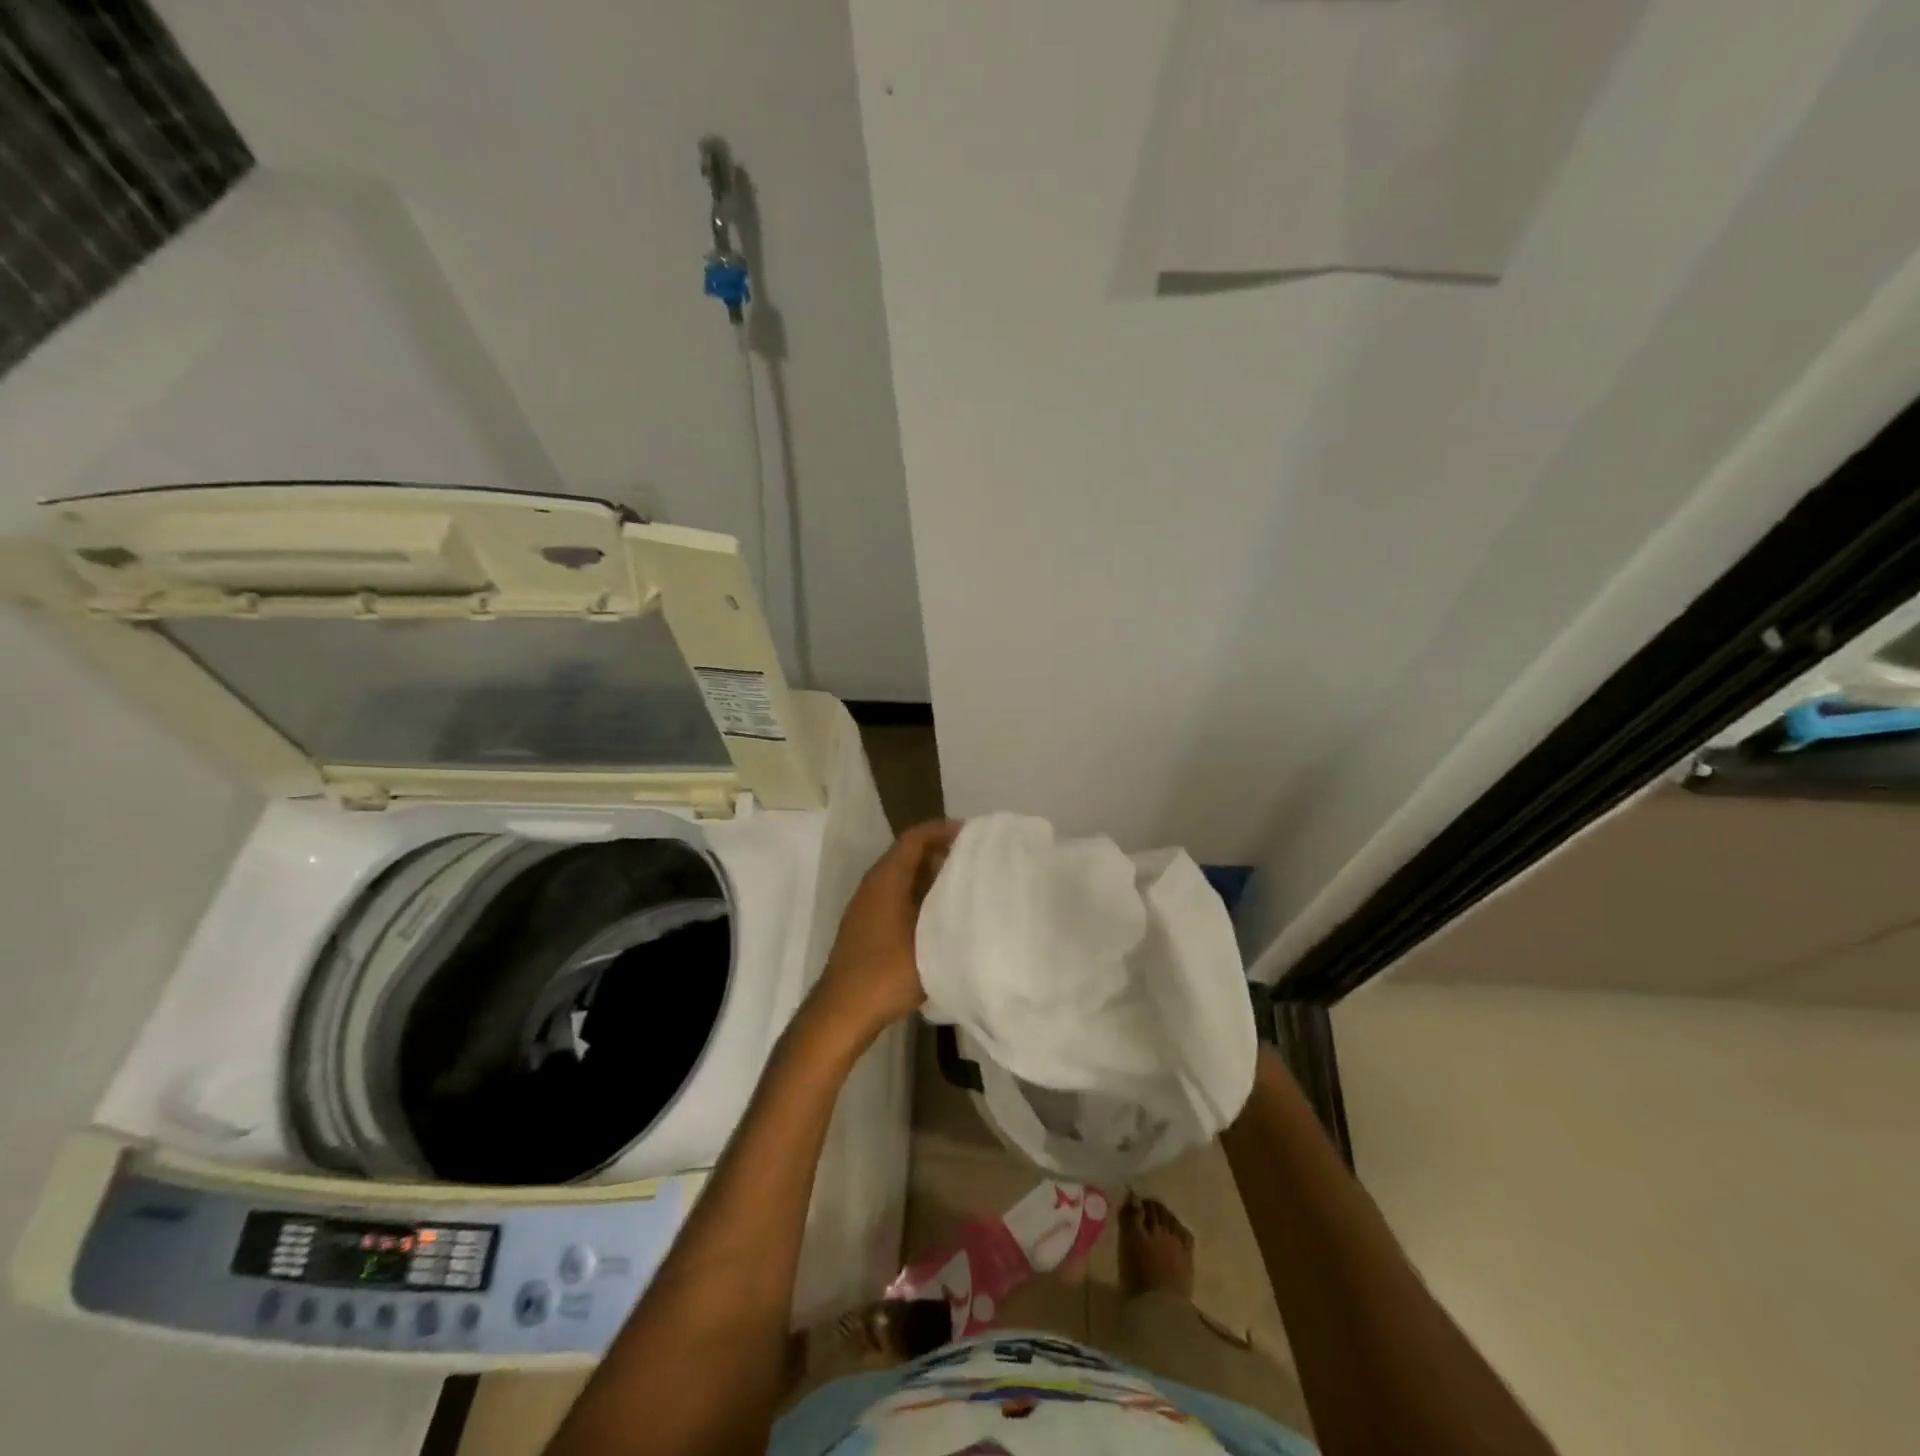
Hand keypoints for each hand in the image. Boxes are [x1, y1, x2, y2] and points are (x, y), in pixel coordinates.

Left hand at [807, 819, 961, 1045]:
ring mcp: (866, 907)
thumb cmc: (888, 971)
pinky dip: (920, 896)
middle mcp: (873, 885)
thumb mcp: (931, 939)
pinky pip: (897, 897)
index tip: (973, 836)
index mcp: (886, 879)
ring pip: (903, 878)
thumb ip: (954, 911)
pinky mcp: (866, 927)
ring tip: (965, 886)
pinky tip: (941, 917)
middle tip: (976, 861)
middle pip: (908, 855)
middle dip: (941, 853)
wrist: (843, 1012)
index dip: (943, 830)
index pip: (915, 838)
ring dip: (931, 877)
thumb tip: (976, 891)